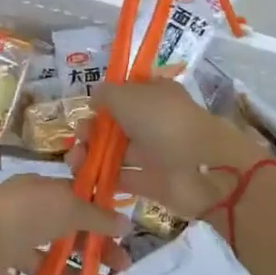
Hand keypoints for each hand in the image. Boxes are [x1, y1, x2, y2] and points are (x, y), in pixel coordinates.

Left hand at [0, 174, 129, 274]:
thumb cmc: (15, 216)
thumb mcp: (63, 207)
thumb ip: (93, 217)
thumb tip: (125, 222)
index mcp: (40, 191)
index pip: (76, 201)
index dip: (101, 218)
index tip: (124, 237)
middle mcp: (25, 215)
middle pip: (66, 233)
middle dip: (96, 250)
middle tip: (122, 270)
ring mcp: (8, 246)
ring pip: (50, 263)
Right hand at [76, 79, 269, 222]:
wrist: (201, 168)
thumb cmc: (163, 122)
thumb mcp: (127, 96)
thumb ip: (106, 94)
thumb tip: (95, 99)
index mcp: (155, 94)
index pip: (127, 92)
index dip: (106, 99)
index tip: (89, 108)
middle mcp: (154, 121)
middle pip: (117, 124)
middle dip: (93, 128)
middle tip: (78, 136)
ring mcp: (154, 152)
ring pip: (116, 151)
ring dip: (93, 153)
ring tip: (74, 160)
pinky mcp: (151, 182)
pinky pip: (122, 177)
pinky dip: (103, 177)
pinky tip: (84, 177)